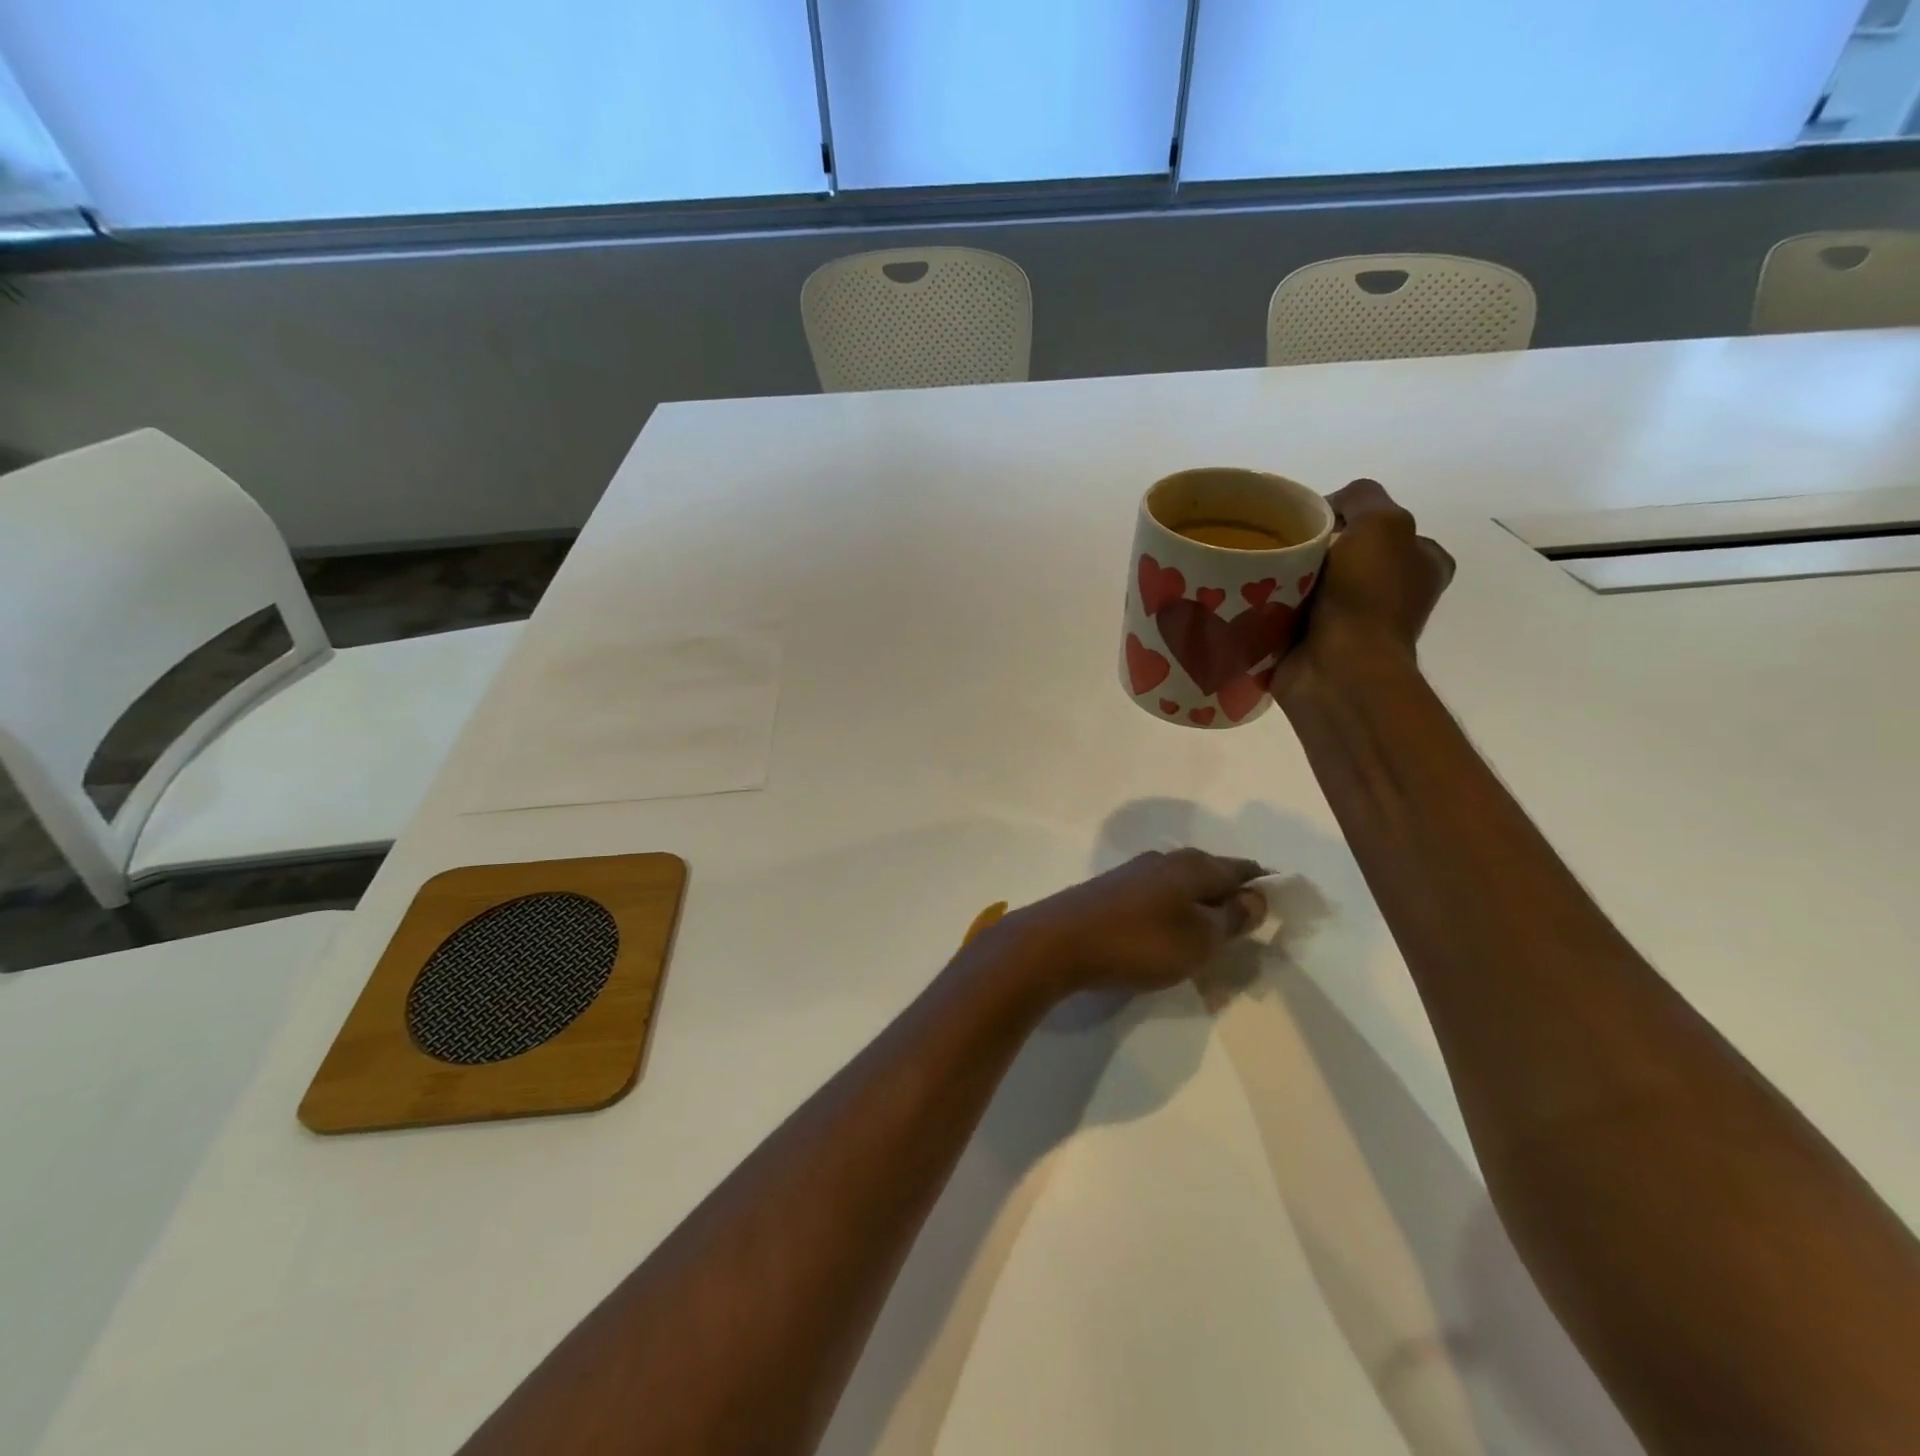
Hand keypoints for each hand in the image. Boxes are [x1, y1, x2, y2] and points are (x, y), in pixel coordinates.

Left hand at [988, 849, 1267, 999]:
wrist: (1057, 943)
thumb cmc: (1138, 942)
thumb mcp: (1198, 938)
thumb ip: (1231, 917)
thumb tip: (1257, 895)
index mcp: (1193, 865)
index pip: (1242, 869)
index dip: (1263, 887)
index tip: (1280, 909)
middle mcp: (1165, 860)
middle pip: (1211, 877)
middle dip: (1231, 902)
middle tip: (1247, 935)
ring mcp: (1134, 874)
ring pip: (1182, 890)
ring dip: (1199, 912)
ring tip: (1210, 944)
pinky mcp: (1111, 893)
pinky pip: (1157, 902)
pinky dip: (1172, 918)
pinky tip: (1168, 940)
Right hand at [1272, 478, 1454, 702]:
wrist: (1338, 669)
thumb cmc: (1368, 595)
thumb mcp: (1381, 523)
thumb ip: (1362, 498)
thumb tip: (1326, 511)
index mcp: (1422, 564)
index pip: (1379, 526)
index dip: (1345, 518)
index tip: (1311, 524)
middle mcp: (1394, 593)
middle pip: (1342, 553)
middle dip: (1311, 549)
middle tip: (1281, 549)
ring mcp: (1355, 624)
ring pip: (1311, 584)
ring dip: (1286, 579)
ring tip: (1260, 575)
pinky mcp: (1317, 646)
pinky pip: (1288, 614)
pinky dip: (1271, 608)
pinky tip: (1254, 600)